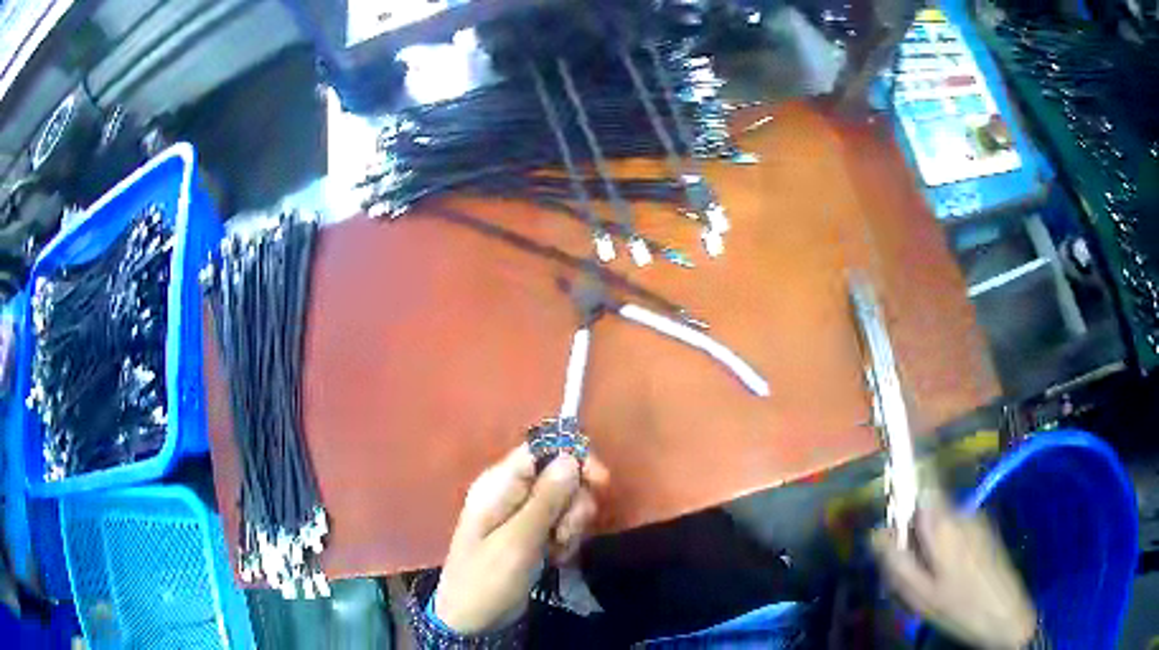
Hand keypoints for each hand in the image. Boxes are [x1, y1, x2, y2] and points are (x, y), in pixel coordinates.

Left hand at [433, 445, 608, 633]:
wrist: (473, 619)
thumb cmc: (488, 577)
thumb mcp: (518, 540)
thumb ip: (545, 499)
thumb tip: (571, 456)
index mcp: (499, 483)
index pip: (542, 449)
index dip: (574, 458)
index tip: (600, 481)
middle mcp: (512, 492)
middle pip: (561, 476)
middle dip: (574, 502)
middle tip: (566, 532)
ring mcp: (522, 515)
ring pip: (566, 502)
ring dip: (572, 525)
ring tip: (558, 550)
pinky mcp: (532, 536)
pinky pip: (561, 525)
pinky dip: (566, 540)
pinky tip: (557, 558)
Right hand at [871, 491, 1036, 649]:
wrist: (1003, 612)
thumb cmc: (958, 606)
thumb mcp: (920, 593)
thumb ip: (897, 561)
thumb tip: (875, 534)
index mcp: (944, 525)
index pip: (919, 494)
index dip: (904, 511)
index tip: (897, 540)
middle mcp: (962, 514)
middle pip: (930, 510)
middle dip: (917, 535)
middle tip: (914, 572)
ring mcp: (977, 521)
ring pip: (944, 523)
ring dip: (933, 545)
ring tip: (932, 581)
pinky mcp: (986, 532)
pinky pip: (958, 532)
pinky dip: (948, 550)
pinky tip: (950, 579)